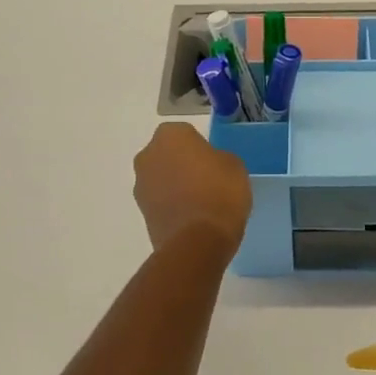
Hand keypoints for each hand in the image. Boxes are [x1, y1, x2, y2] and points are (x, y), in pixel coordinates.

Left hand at [133, 123, 252, 254]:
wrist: (198, 242)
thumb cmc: (220, 193)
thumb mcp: (235, 166)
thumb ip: (217, 158)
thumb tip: (209, 165)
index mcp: (171, 135)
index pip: (187, 133)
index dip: (202, 148)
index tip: (215, 163)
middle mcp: (148, 155)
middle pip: (168, 154)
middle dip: (183, 164)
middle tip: (208, 181)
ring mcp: (141, 185)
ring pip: (162, 178)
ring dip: (175, 185)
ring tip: (201, 203)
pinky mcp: (141, 212)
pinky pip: (161, 201)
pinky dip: (172, 205)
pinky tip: (192, 218)